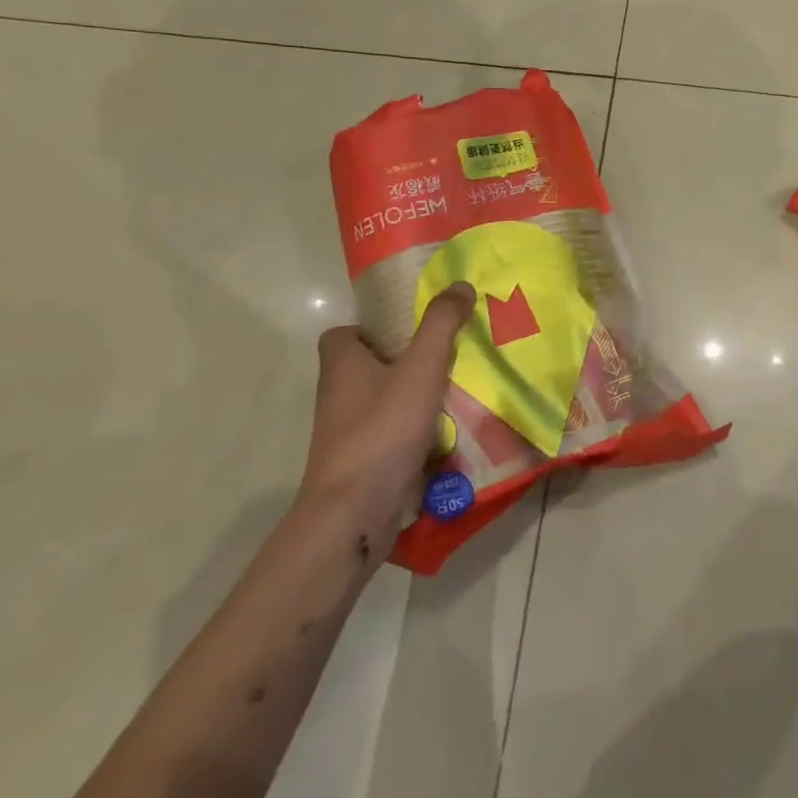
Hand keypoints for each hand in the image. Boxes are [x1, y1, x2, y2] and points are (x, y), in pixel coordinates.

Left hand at [296, 282, 475, 540]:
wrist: (354, 513)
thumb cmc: (382, 429)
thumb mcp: (421, 368)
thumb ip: (441, 325)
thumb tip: (460, 284)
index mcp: (341, 365)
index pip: (345, 333)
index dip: (373, 327)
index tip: (411, 328)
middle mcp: (337, 396)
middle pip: (369, 367)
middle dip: (406, 361)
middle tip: (448, 354)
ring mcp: (347, 434)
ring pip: (382, 403)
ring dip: (415, 397)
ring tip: (457, 390)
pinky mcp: (361, 464)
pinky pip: (391, 436)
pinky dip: (416, 432)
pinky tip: (449, 433)